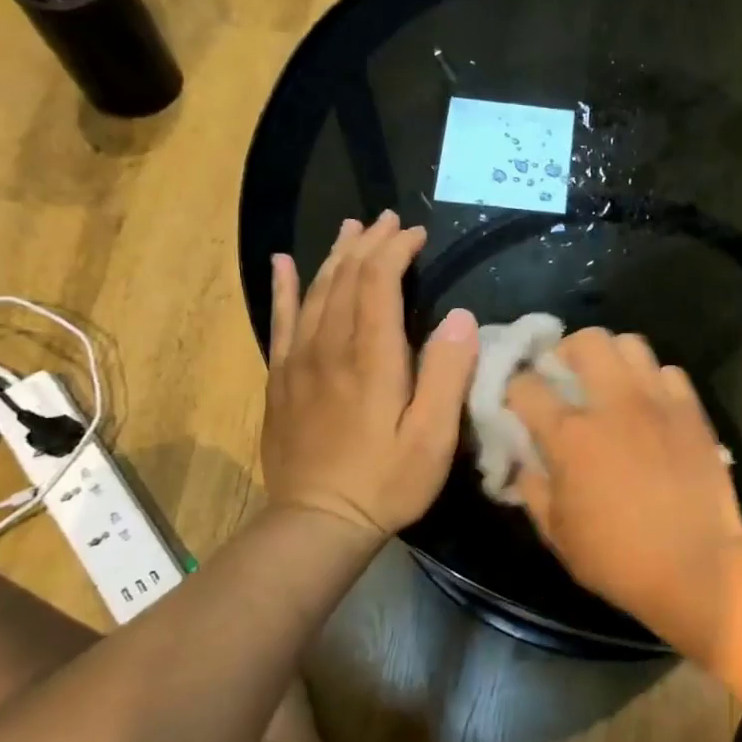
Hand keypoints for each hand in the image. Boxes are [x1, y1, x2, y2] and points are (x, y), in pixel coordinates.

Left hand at [262, 211, 477, 535]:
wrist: (318, 521)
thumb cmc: (387, 481)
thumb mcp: (433, 437)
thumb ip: (447, 374)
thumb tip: (461, 316)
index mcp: (372, 358)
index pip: (378, 283)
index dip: (395, 251)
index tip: (416, 234)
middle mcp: (331, 348)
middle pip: (345, 279)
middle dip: (368, 243)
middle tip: (388, 220)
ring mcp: (299, 362)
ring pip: (315, 292)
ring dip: (335, 256)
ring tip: (350, 228)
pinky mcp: (282, 379)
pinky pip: (280, 321)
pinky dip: (284, 288)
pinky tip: (283, 264)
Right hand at [507, 328, 741, 631]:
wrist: (697, 567)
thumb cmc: (618, 558)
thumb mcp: (557, 533)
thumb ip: (532, 488)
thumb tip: (522, 461)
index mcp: (571, 435)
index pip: (526, 386)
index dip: (513, 388)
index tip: (515, 402)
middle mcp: (614, 404)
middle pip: (585, 341)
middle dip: (565, 351)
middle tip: (564, 376)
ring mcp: (658, 402)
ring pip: (631, 344)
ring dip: (611, 357)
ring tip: (608, 382)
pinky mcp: (692, 411)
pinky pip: (670, 372)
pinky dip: (653, 380)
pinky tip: (650, 404)